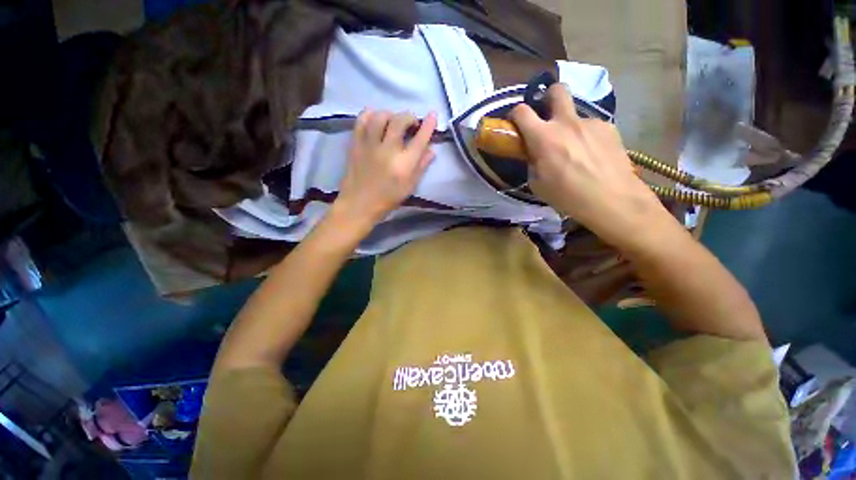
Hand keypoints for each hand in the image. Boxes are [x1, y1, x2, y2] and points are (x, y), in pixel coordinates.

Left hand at [334, 110, 436, 229]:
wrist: (359, 204)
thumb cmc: (388, 199)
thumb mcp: (410, 187)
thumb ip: (421, 167)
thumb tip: (432, 150)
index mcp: (404, 164)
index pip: (420, 139)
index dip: (428, 125)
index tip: (433, 115)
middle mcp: (388, 150)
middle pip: (400, 121)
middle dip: (409, 117)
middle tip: (412, 123)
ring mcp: (369, 145)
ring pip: (380, 116)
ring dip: (391, 114)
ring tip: (393, 121)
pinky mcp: (355, 143)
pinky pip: (361, 120)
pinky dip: (370, 114)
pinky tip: (375, 119)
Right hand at [509, 85, 682, 253]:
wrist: (612, 199)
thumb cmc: (567, 195)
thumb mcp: (537, 184)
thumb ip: (532, 162)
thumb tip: (535, 153)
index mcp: (544, 138)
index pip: (522, 112)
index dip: (515, 113)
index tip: (516, 121)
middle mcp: (567, 122)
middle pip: (556, 90)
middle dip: (548, 96)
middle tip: (547, 113)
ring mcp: (591, 122)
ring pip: (575, 114)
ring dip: (569, 126)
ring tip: (575, 149)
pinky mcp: (609, 128)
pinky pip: (591, 127)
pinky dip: (586, 136)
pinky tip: (592, 155)